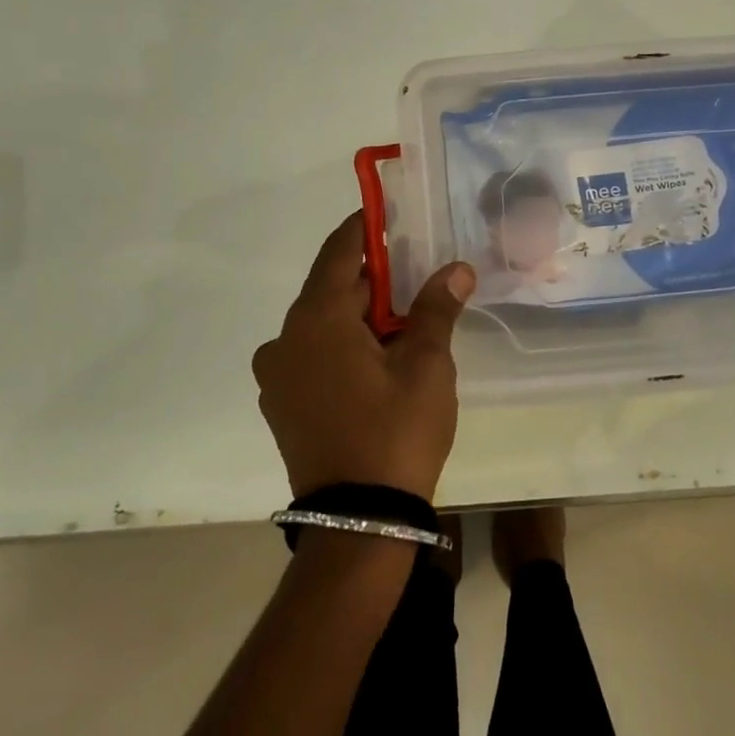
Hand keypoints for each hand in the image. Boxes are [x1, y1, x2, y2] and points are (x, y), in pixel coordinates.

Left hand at [253, 212, 475, 500]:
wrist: (360, 522)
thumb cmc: (395, 431)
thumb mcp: (426, 364)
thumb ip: (436, 309)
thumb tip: (456, 269)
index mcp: (316, 319)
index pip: (339, 252)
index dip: (363, 228)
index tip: (386, 213)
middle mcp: (285, 340)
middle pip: (332, 289)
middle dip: (374, 280)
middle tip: (416, 273)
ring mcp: (278, 377)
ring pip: (323, 325)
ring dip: (360, 316)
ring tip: (406, 320)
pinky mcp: (283, 406)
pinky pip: (314, 356)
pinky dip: (344, 346)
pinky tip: (379, 360)